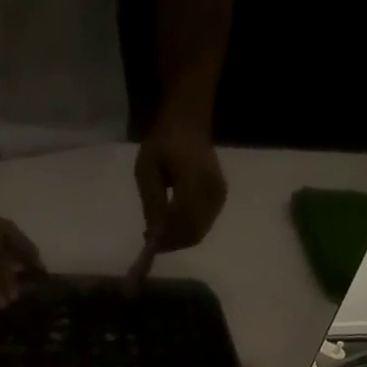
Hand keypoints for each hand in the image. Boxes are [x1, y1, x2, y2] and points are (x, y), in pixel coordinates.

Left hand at [134, 120, 227, 253]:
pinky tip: (171, 226)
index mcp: (196, 179)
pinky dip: (186, 233)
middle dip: (170, 242)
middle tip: (151, 240)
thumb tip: (154, 234)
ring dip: (177, 240)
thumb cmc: (164, 143)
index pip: (182, 220)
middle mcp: (212, 191)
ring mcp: (219, 197)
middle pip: (192, 232)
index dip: (165, 236)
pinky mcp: (220, 200)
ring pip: (198, 234)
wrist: (189, 124)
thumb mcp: (147, 169)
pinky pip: (202, 227)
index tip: (147, 240)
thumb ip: (152, 201)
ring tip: (158, 233)